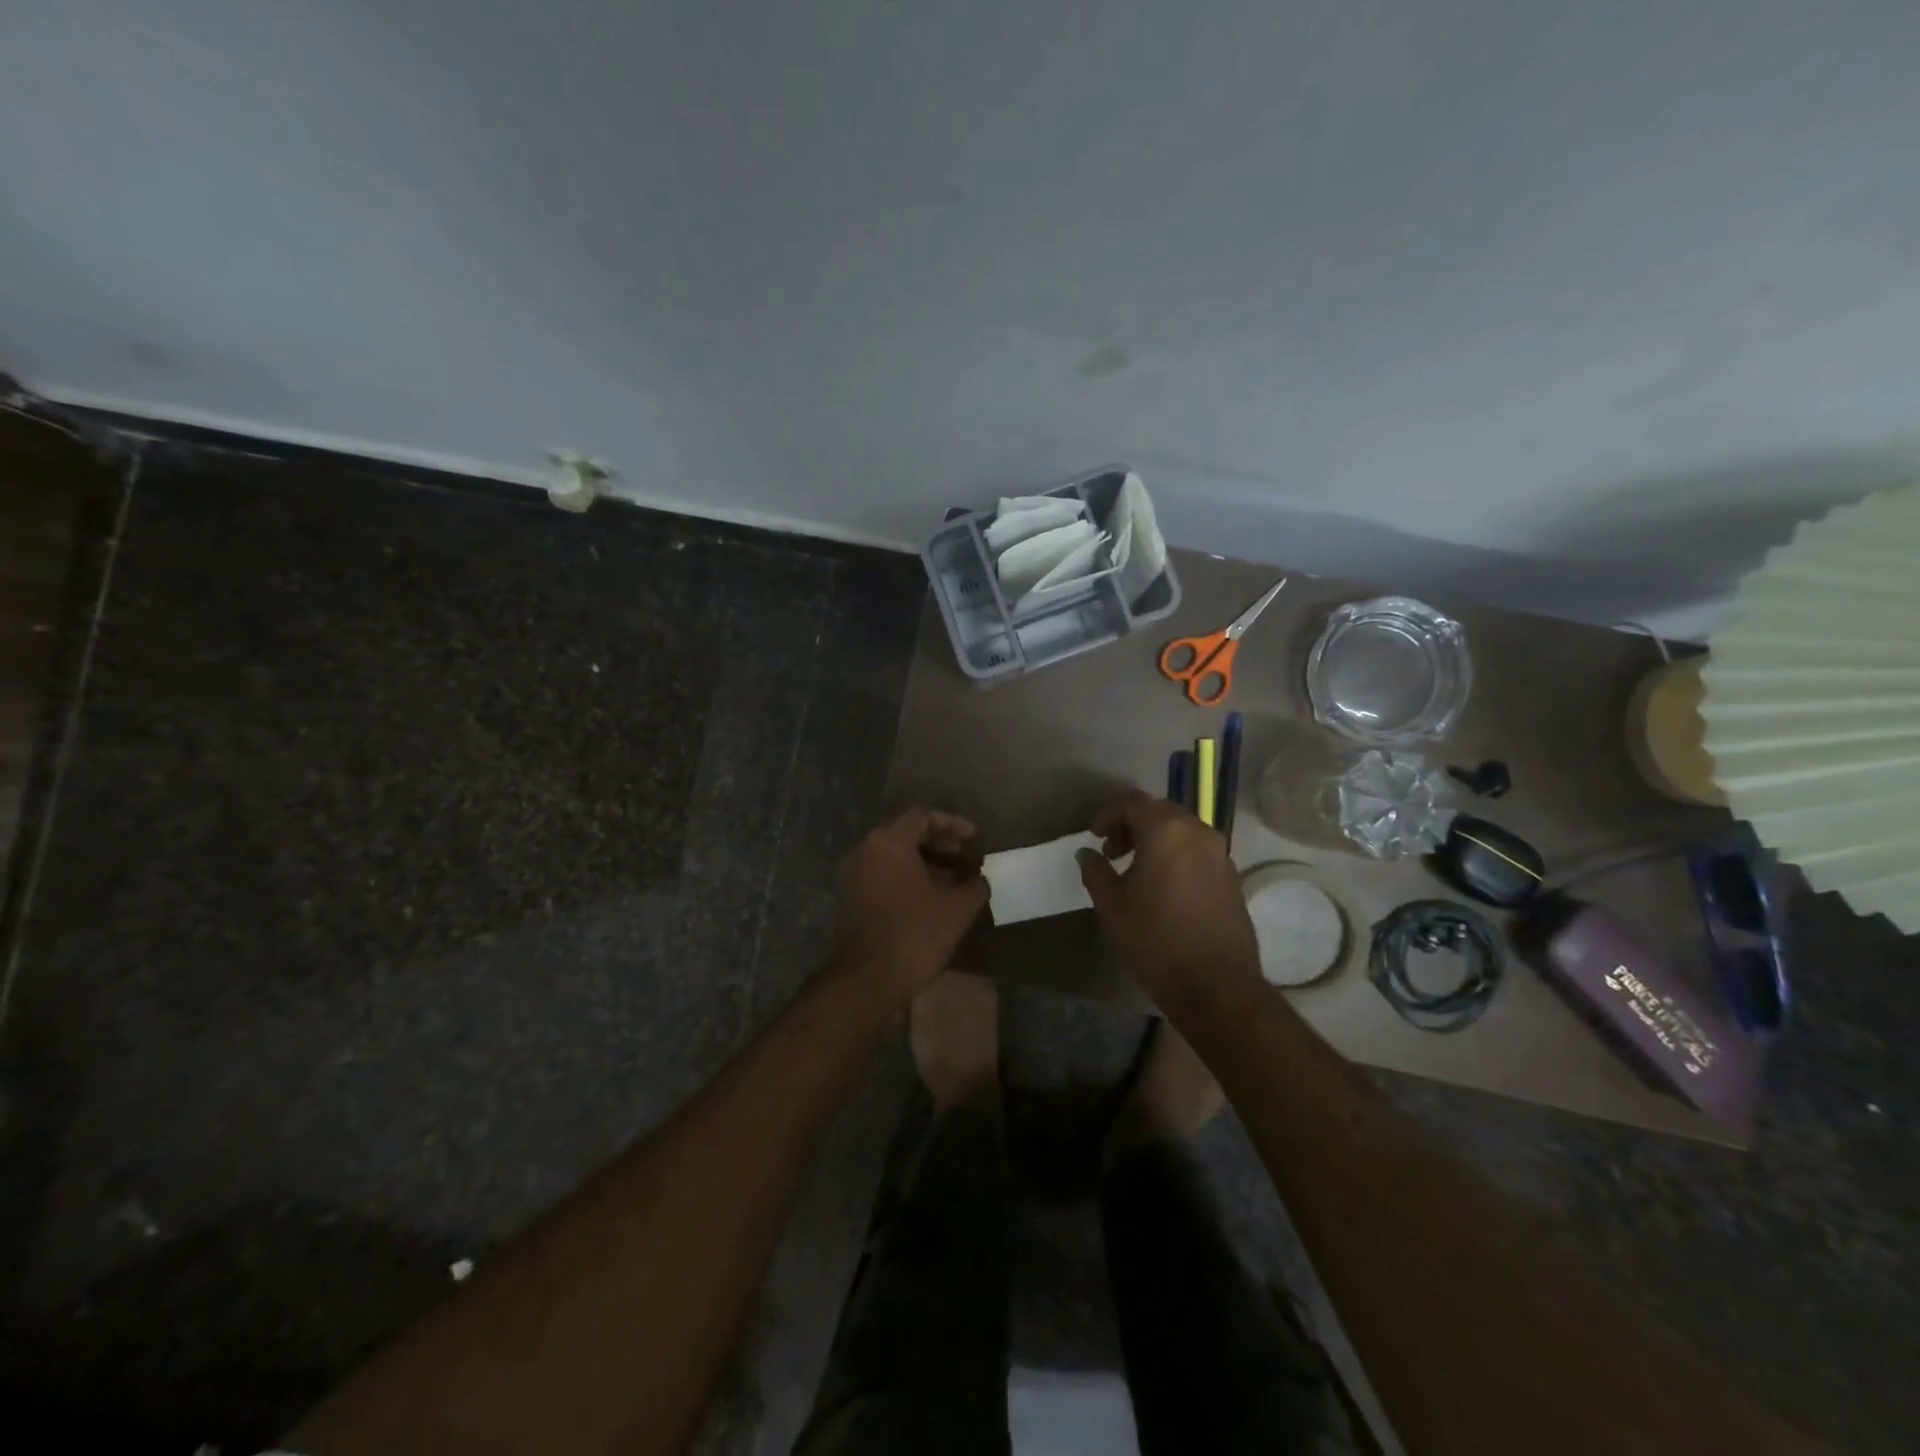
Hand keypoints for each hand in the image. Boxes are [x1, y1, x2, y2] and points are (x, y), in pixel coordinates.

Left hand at [832, 808, 989, 1003]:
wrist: (867, 980)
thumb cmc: (915, 934)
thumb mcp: (957, 908)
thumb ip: (975, 885)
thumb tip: (981, 879)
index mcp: (888, 843)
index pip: (922, 816)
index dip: (952, 823)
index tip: (974, 838)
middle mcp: (865, 851)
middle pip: (905, 834)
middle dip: (939, 843)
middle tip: (965, 856)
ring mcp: (853, 876)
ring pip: (894, 857)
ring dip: (925, 863)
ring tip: (954, 880)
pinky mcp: (851, 900)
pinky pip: (883, 876)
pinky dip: (908, 879)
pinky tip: (932, 899)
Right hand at [1076, 790, 1263, 1014]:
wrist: (1216, 986)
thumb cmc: (1156, 940)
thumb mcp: (1112, 905)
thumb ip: (1096, 871)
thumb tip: (1087, 853)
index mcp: (1167, 831)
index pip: (1133, 803)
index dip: (1108, 815)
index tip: (1093, 836)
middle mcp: (1198, 832)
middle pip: (1160, 812)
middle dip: (1133, 825)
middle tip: (1113, 852)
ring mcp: (1220, 854)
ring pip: (1182, 831)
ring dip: (1156, 840)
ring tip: (1136, 870)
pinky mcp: (1232, 876)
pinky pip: (1198, 851)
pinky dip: (1177, 855)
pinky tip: (1164, 886)